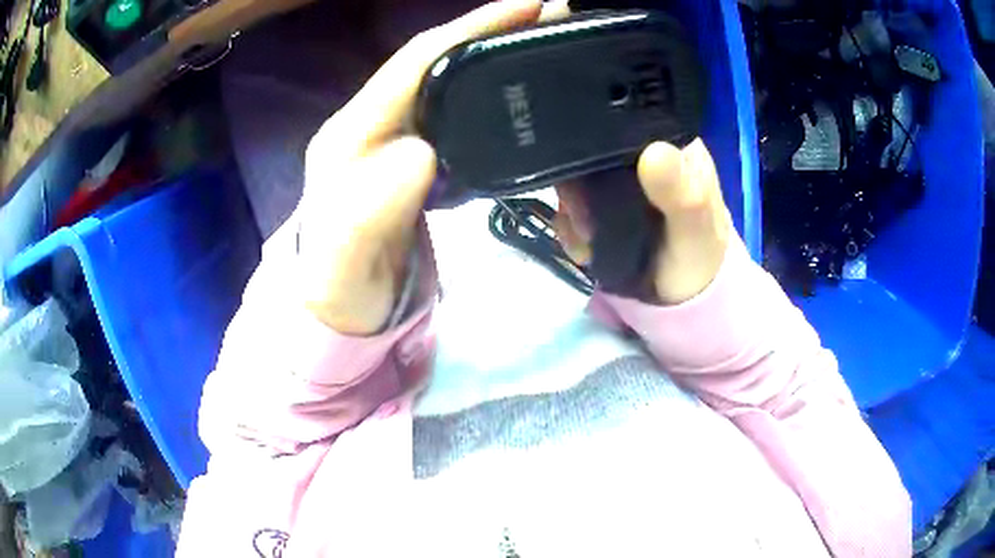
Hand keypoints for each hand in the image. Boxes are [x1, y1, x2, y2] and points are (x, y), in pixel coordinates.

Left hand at [298, 0, 567, 334]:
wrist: (345, 312)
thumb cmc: (343, 293)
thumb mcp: (347, 264)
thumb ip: (371, 209)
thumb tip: (422, 152)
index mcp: (352, 133)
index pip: (415, 62)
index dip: (470, 27)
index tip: (529, 7)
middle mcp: (372, 122)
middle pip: (436, 61)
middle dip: (491, 31)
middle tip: (551, 18)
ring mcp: (394, 138)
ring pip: (448, 82)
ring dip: (494, 57)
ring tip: (544, 45)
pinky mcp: (415, 156)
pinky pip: (457, 113)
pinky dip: (491, 96)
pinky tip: (519, 96)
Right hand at [555, 139, 731, 304]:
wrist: (682, 299)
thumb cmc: (699, 258)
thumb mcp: (696, 228)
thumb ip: (681, 194)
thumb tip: (654, 152)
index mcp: (670, 142)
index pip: (627, 118)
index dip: (600, 132)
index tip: (587, 166)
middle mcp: (640, 153)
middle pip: (591, 146)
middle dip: (579, 183)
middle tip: (589, 219)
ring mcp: (616, 179)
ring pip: (575, 175)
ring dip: (572, 210)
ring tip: (590, 239)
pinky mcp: (599, 203)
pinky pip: (569, 203)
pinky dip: (568, 226)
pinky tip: (584, 247)